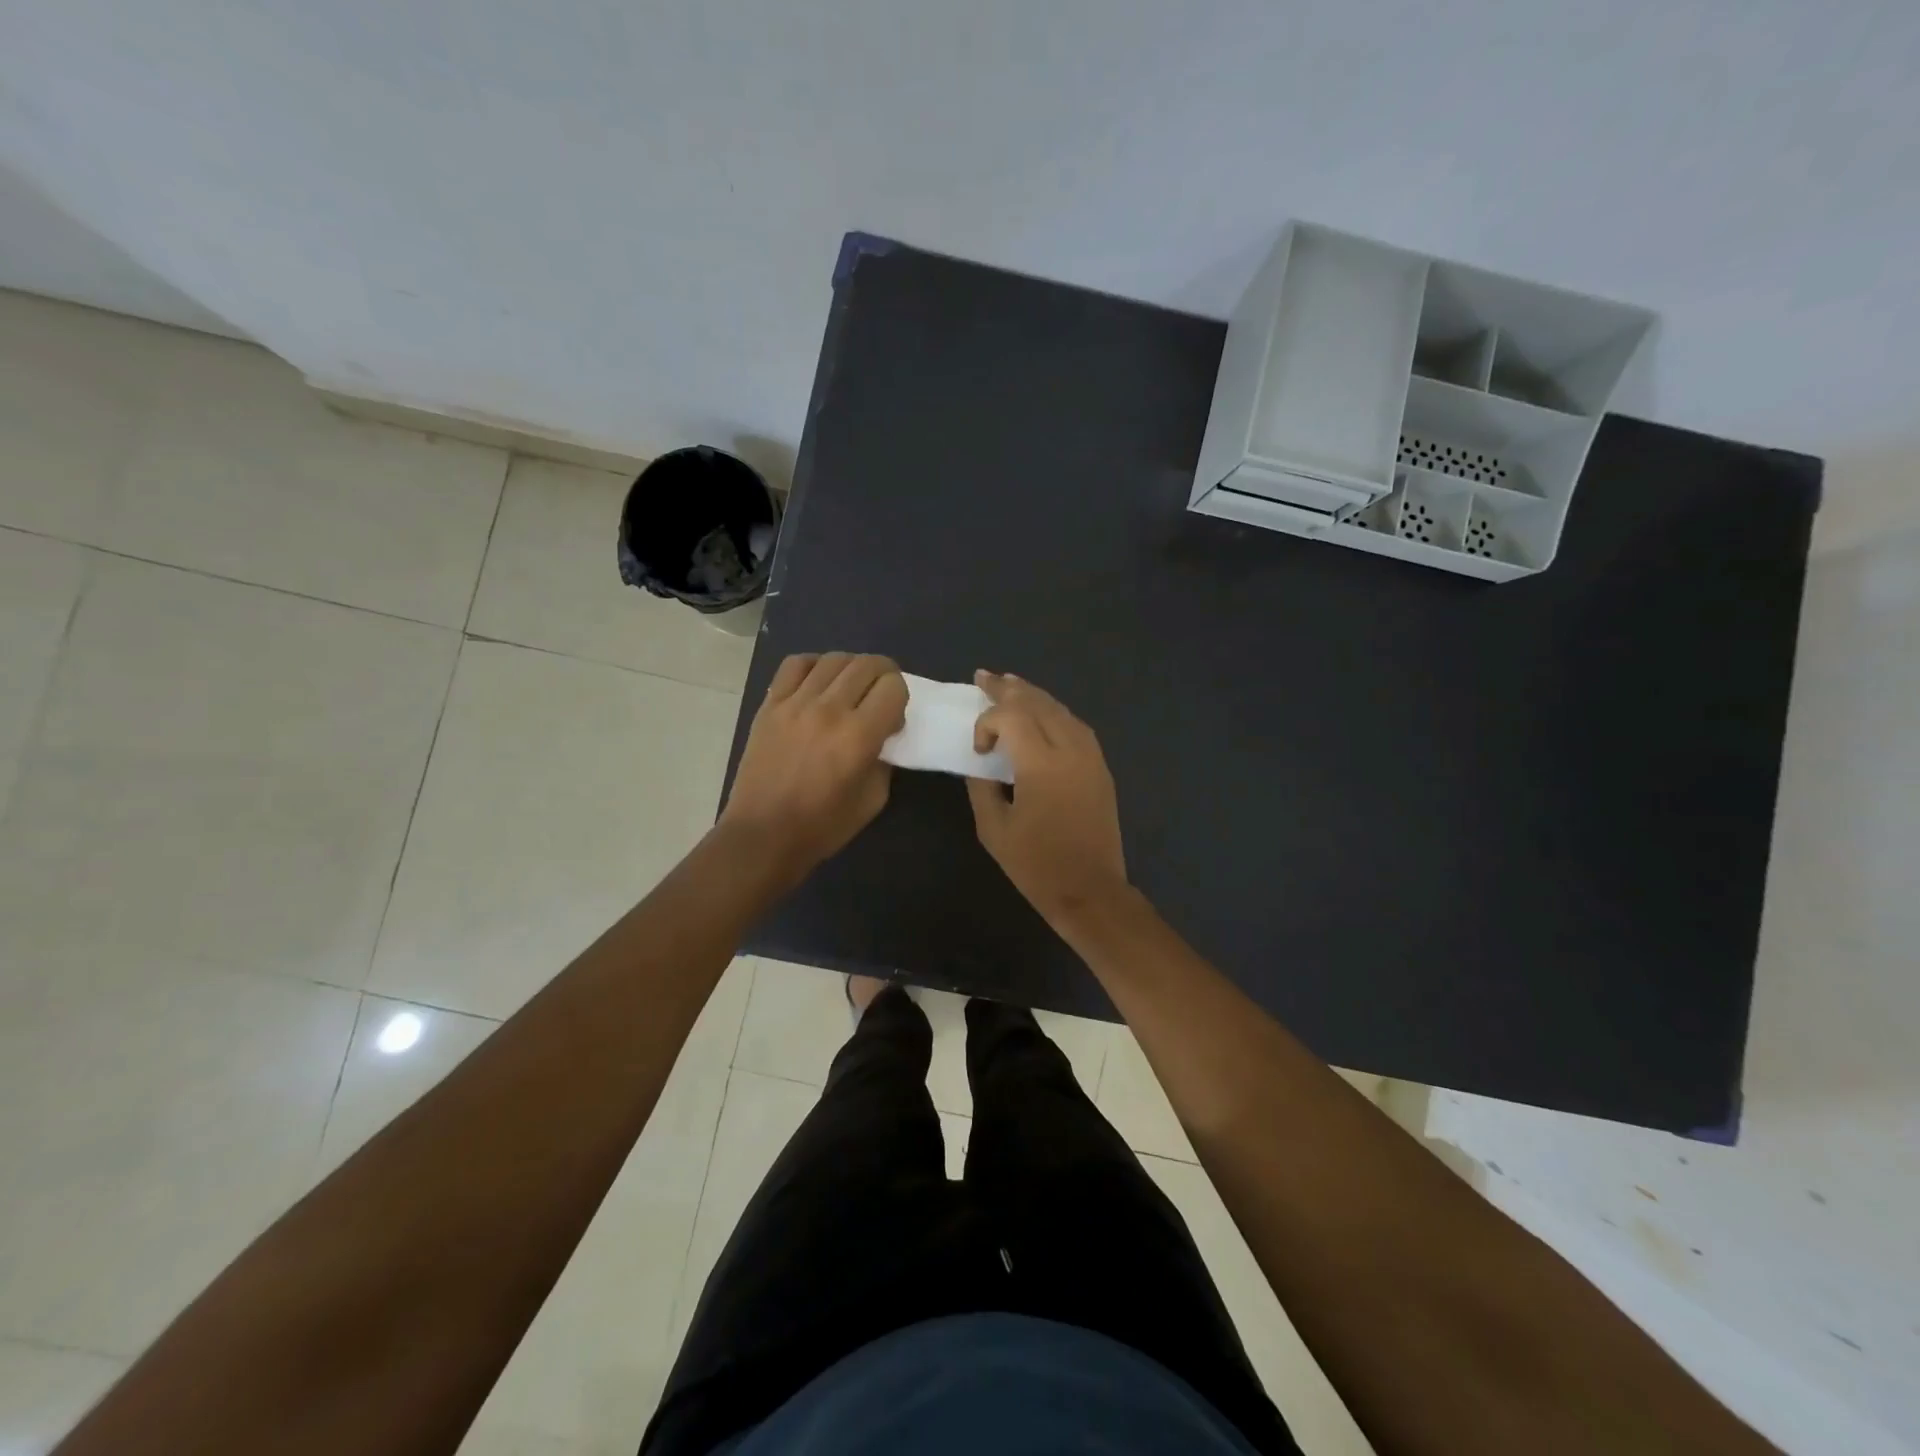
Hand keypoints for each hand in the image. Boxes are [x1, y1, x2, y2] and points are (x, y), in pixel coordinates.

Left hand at [720, 653, 907, 879]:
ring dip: (852, 668)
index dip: (901, 698)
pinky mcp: (770, 704)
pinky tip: (819, 683)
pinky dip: (815, 665)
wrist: (763, 835)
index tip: (892, 720)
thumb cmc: (823, 826)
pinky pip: (796, 664)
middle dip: (884, 676)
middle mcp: (829, 710)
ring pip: (834, 659)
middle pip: (867, 664)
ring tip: (851, 688)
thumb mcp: (873, 799)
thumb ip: (884, 759)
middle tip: (880, 696)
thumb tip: (882, 734)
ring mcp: (795, 703)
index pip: (893, 687)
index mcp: (858, 736)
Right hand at [966, 671, 1128, 923]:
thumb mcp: (993, 829)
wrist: (1090, 891)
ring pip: (1060, 709)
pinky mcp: (1101, 767)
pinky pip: (1076, 725)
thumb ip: (981, 787)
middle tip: (983, 677)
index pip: (1011, 717)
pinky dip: (1054, 712)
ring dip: (1033, 695)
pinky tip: (1042, 712)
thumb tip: (978, 762)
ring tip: (1010, 683)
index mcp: (1041, 765)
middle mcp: (1070, 750)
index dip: (987, 722)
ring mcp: (1091, 756)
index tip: (978, 749)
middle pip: (1037, 703)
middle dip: (1007, 688)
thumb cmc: (1036, 866)